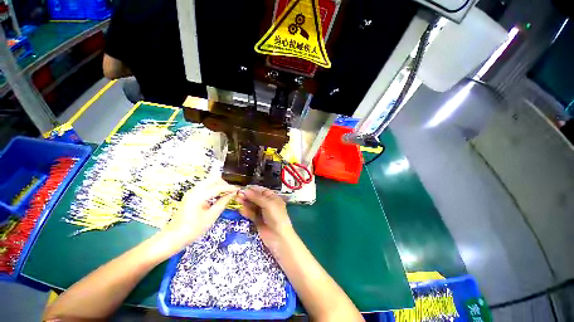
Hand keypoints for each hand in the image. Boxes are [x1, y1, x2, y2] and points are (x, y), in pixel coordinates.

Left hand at [157, 177, 238, 255]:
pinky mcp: (191, 195)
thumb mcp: (211, 216)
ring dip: (219, 185)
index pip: (219, 187)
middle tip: (232, 191)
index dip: (230, 188)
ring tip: (227, 193)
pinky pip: (205, 186)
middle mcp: (195, 190)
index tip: (239, 189)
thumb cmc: (193, 229)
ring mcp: (192, 192)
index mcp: (199, 195)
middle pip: (213, 179)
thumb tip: (232, 194)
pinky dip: (213, 188)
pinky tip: (218, 195)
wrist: (173, 237)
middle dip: (224, 183)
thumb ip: (223, 203)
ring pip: (209, 182)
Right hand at [236, 186, 293, 250]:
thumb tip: (246, 190)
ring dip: (245, 203)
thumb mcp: (268, 204)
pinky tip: (240, 209)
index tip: (243, 188)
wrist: (278, 237)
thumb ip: (256, 197)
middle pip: (256, 198)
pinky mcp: (258, 220)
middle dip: (248, 196)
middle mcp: (268, 204)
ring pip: (252, 205)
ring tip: (236, 200)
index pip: (262, 191)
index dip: (253, 190)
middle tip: (237, 195)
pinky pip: (251, 214)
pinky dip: (246, 211)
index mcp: (273, 198)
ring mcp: (263, 212)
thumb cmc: (276, 217)